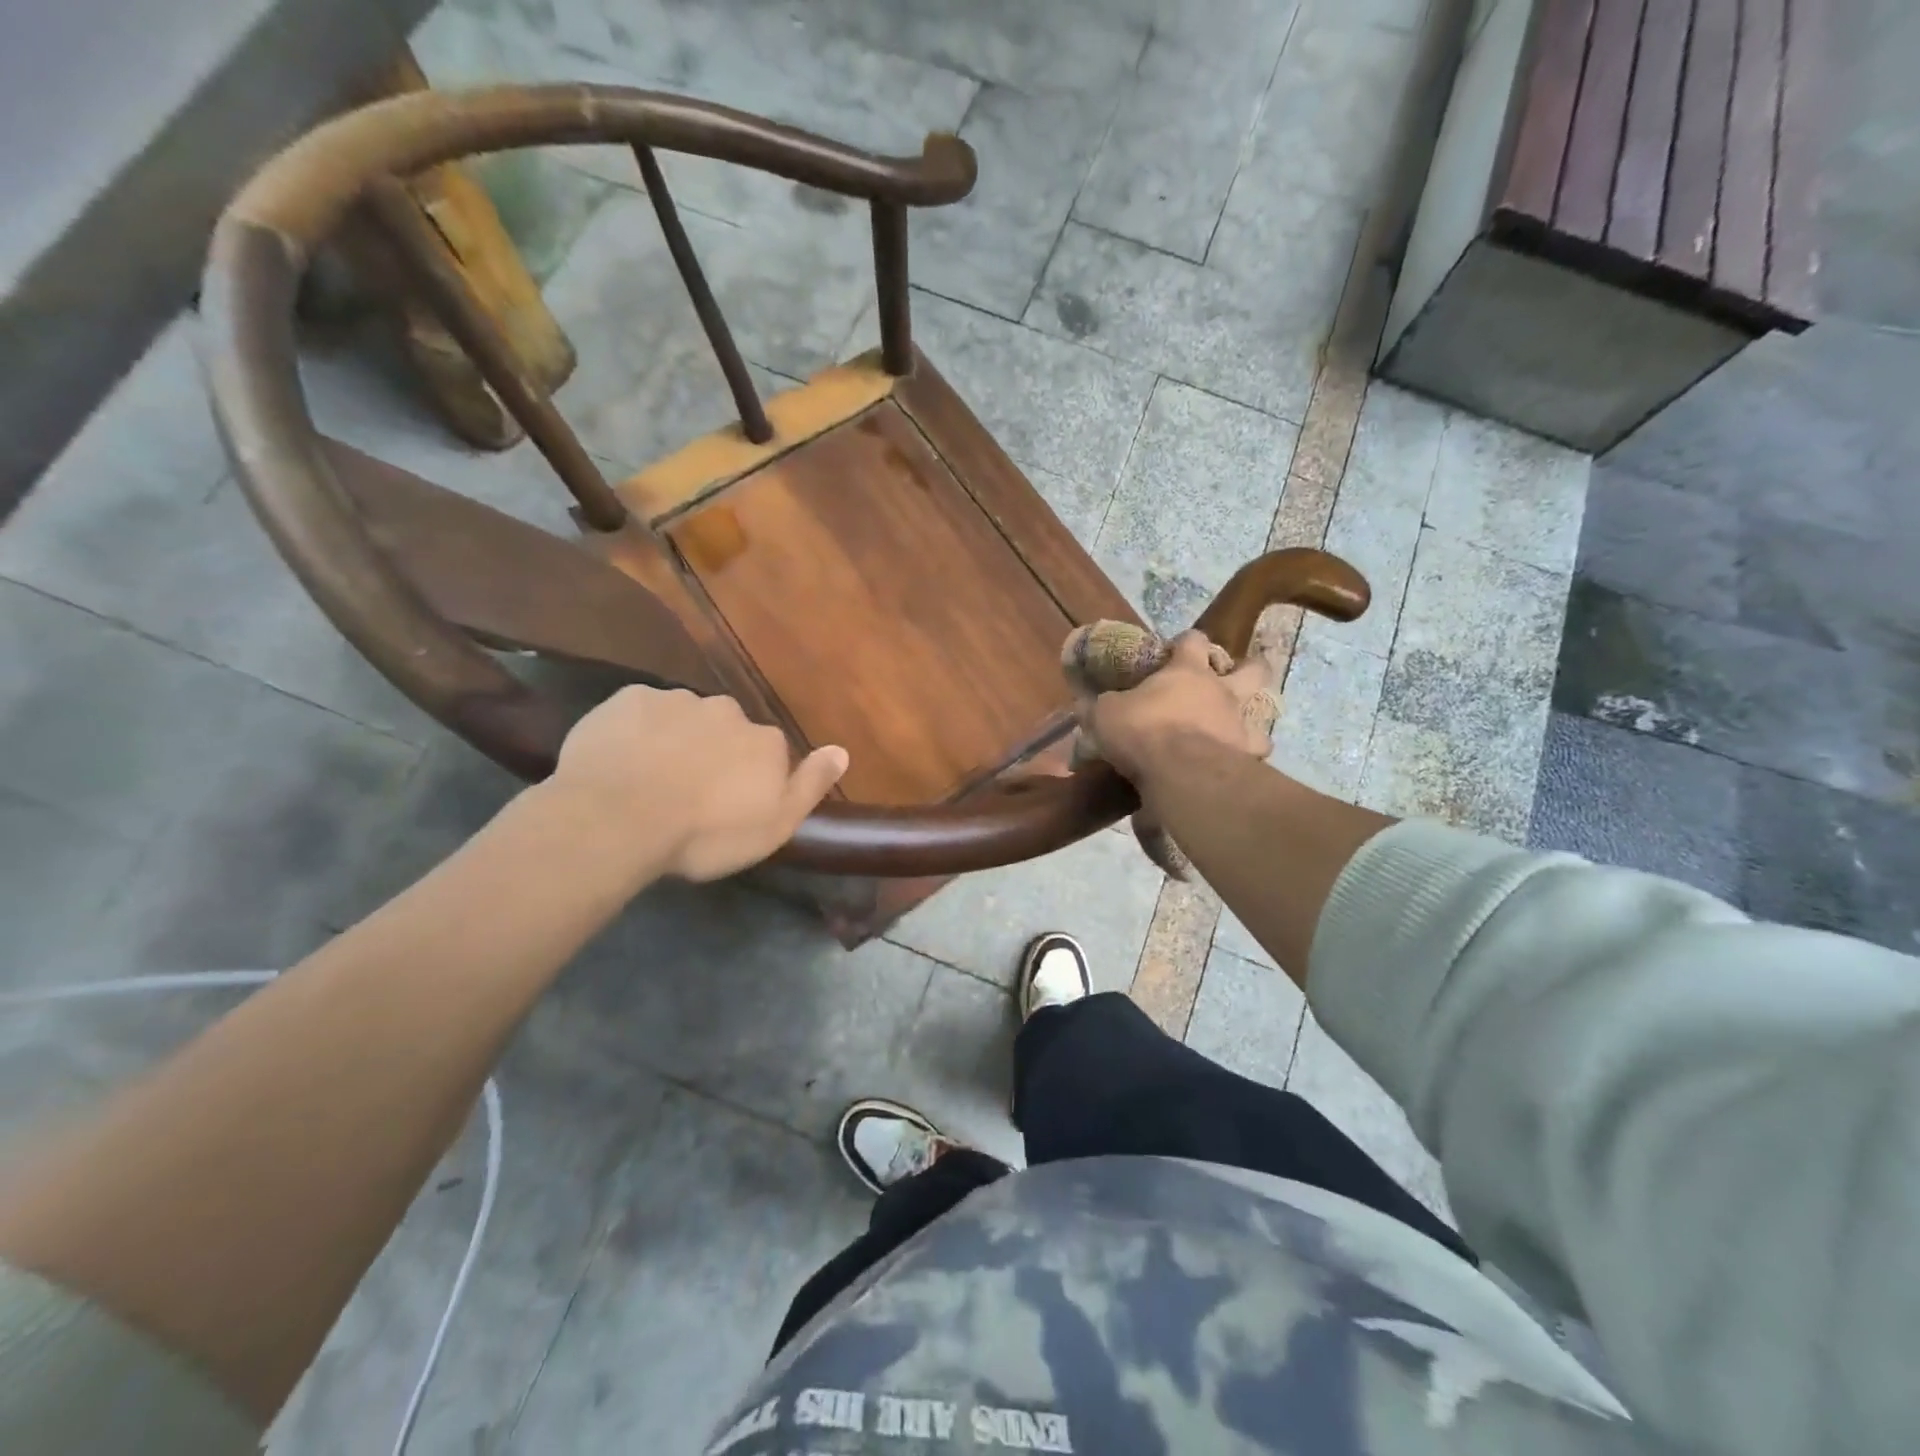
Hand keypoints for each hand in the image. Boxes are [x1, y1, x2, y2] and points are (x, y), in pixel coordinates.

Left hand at [548, 686, 847, 880]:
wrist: (618, 818)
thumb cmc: (705, 834)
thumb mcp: (773, 826)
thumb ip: (810, 786)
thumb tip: (842, 751)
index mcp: (764, 741)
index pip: (768, 752)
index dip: (749, 778)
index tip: (728, 806)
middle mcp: (728, 711)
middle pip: (726, 730)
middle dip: (713, 752)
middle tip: (688, 793)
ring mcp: (676, 700)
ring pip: (683, 718)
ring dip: (675, 740)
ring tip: (649, 780)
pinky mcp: (629, 698)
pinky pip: (640, 712)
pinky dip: (636, 731)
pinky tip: (621, 761)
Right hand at [1084, 632, 1273, 794]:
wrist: (1181, 772)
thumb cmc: (1142, 731)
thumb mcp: (1105, 715)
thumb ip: (1099, 707)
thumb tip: (1085, 704)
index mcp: (1186, 671)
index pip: (1193, 640)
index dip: (1187, 641)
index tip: (1177, 649)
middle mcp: (1221, 690)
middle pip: (1251, 668)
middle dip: (1247, 668)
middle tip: (1232, 677)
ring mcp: (1240, 722)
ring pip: (1263, 710)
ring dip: (1252, 716)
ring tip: (1236, 727)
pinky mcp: (1248, 755)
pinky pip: (1256, 752)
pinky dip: (1248, 756)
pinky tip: (1237, 763)